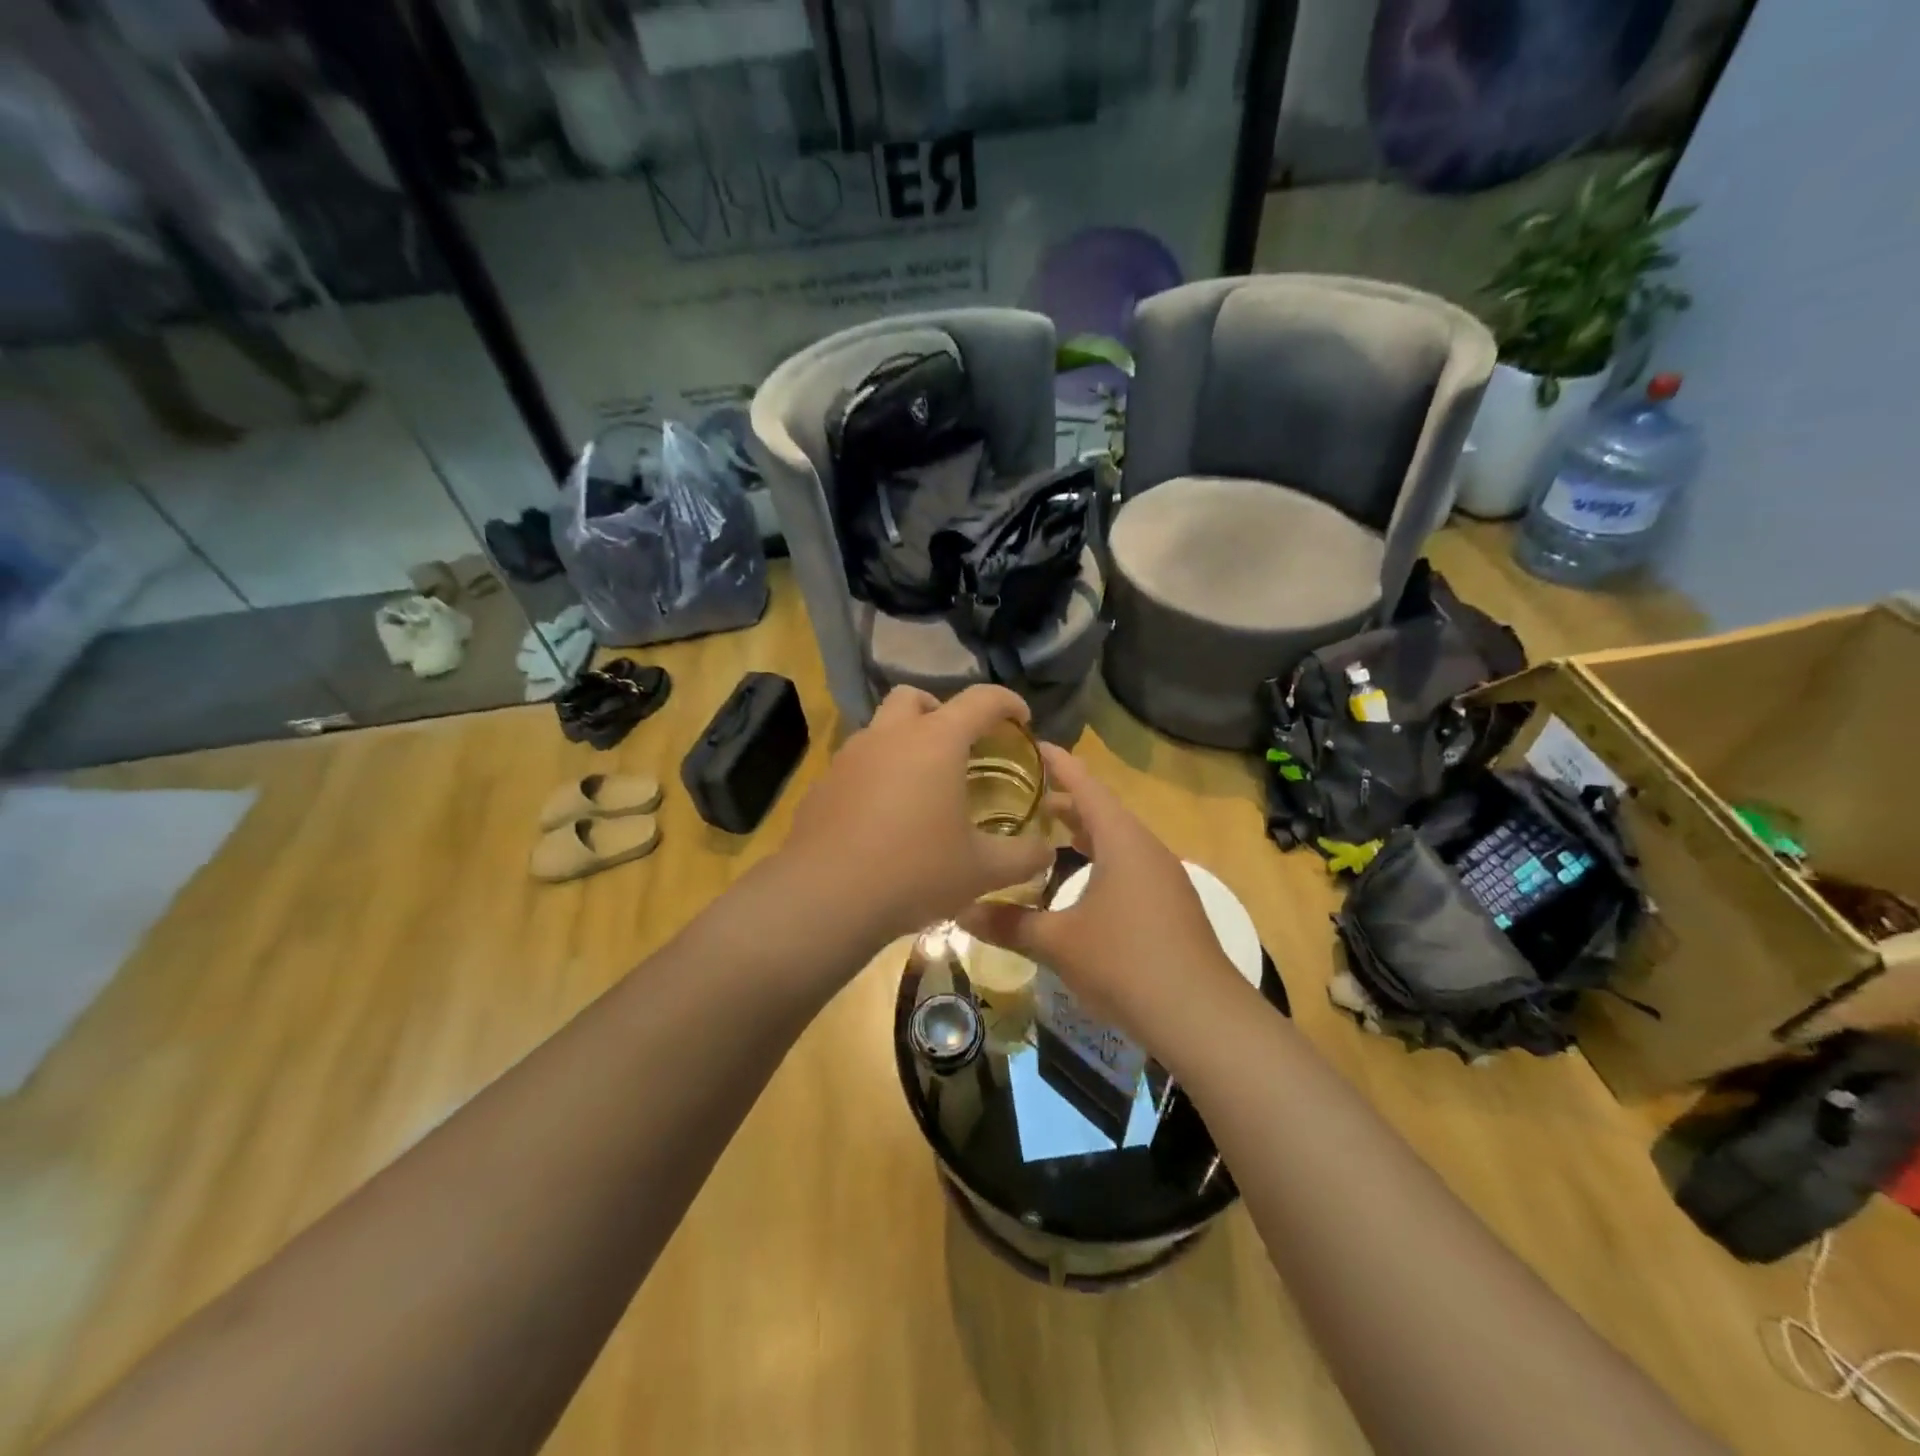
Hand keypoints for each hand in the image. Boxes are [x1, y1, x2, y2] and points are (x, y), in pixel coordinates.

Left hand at [780, 685, 1054, 944]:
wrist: (825, 898)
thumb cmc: (914, 872)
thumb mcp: (981, 871)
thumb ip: (1023, 856)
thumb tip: (1046, 851)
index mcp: (935, 742)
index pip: (981, 700)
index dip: (1008, 703)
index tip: (1022, 720)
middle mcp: (889, 736)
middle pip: (915, 697)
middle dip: (942, 711)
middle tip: (960, 746)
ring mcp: (849, 758)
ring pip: (880, 729)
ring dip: (905, 742)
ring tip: (921, 786)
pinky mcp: (823, 784)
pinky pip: (856, 764)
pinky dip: (877, 775)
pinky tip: (883, 817)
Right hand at [957, 744, 1246, 1047]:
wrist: (1201, 1016)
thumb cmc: (1125, 962)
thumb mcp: (1058, 942)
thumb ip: (1009, 923)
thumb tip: (960, 910)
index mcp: (1122, 840)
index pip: (1085, 785)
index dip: (1057, 762)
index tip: (1030, 744)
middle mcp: (1146, 848)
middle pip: (1101, 810)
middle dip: (1063, 800)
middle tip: (1022, 796)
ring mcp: (1163, 877)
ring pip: (1116, 840)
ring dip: (1082, 833)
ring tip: (1045, 834)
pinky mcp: (1170, 904)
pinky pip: (1128, 865)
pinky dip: (1099, 859)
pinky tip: (1079, 883)